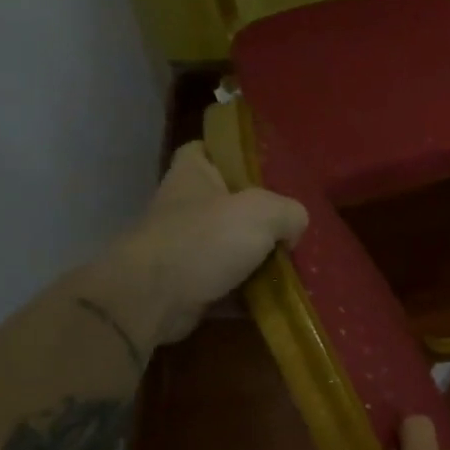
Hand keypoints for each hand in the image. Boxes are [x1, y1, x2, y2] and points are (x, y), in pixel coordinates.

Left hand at [97, 142, 307, 348]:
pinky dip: (252, 292)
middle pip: (230, 202)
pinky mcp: (189, 285)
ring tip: (297, 263)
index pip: (208, 149)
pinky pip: (230, 284)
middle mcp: (186, 207)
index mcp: (194, 175)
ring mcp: (185, 248)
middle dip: (262, 215)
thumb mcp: (262, 212)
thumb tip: (293, 229)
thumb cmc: (203, 240)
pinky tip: (282, 296)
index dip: (234, 155)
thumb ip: (290, 211)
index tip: (266, 169)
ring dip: (261, 258)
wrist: (151, 300)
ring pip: (233, 246)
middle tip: (295, 224)